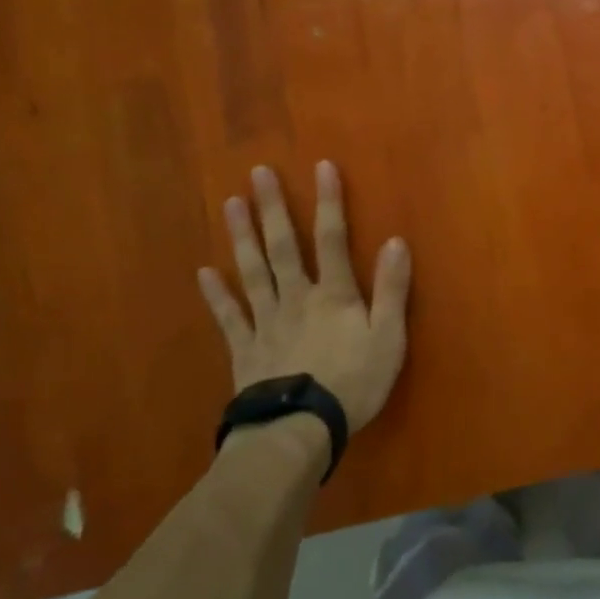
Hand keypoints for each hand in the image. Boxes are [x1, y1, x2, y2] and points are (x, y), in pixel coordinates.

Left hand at [197, 161, 410, 432]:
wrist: (299, 431)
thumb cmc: (353, 383)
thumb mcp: (388, 337)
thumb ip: (392, 289)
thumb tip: (395, 241)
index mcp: (333, 295)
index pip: (333, 239)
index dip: (329, 202)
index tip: (322, 167)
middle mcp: (296, 298)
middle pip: (283, 247)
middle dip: (274, 208)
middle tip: (258, 173)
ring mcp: (266, 322)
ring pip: (253, 272)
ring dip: (243, 237)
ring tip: (231, 204)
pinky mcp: (245, 349)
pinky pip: (229, 317)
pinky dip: (216, 294)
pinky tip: (204, 272)